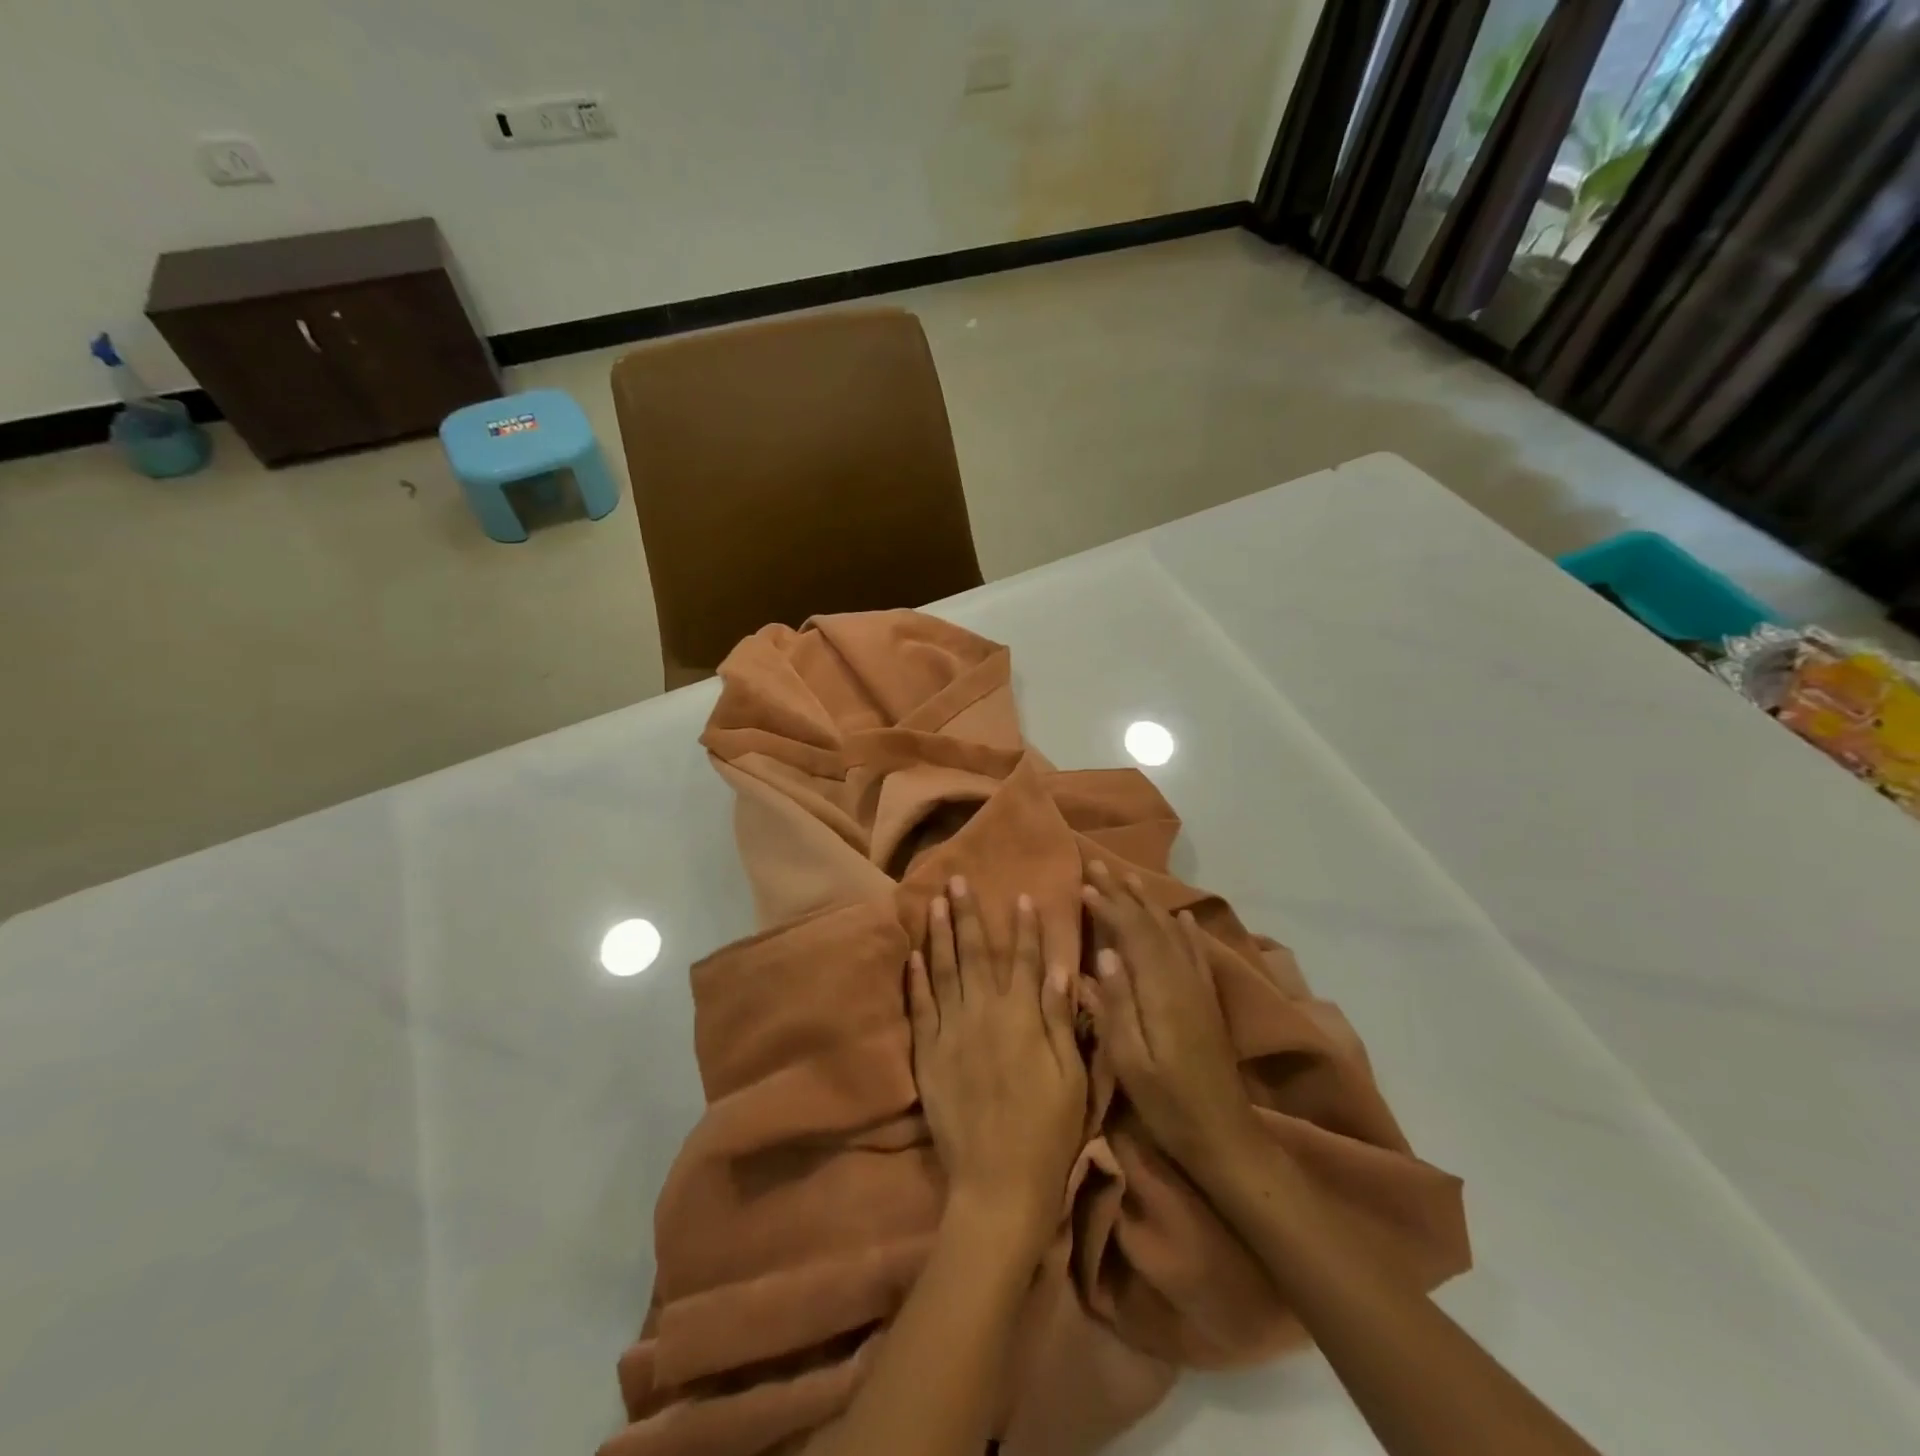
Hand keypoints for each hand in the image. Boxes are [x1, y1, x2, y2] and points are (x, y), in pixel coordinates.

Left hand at [910, 878, 1086, 1244]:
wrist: (998, 1184)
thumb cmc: (1047, 1131)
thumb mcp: (1071, 1077)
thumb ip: (1061, 1020)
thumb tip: (1060, 969)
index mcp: (1023, 1019)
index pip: (1026, 961)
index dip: (1024, 928)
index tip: (1019, 896)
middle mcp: (985, 1015)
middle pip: (977, 955)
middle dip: (969, 915)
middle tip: (957, 880)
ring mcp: (952, 1033)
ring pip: (944, 972)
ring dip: (940, 935)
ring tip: (933, 903)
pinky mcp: (929, 1055)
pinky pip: (920, 1009)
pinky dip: (916, 980)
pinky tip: (913, 956)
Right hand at [1081, 862, 1261, 1172]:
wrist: (1225, 1137)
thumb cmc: (1168, 1104)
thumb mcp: (1131, 1062)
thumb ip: (1117, 1006)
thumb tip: (1104, 954)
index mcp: (1161, 991)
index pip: (1133, 933)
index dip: (1109, 906)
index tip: (1086, 884)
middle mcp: (1183, 979)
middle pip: (1152, 924)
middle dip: (1125, 894)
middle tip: (1100, 866)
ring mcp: (1199, 988)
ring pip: (1173, 932)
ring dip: (1150, 904)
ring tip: (1131, 879)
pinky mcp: (1208, 1002)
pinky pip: (1196, 953)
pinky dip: (1186, 930)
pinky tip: (1182, 917)